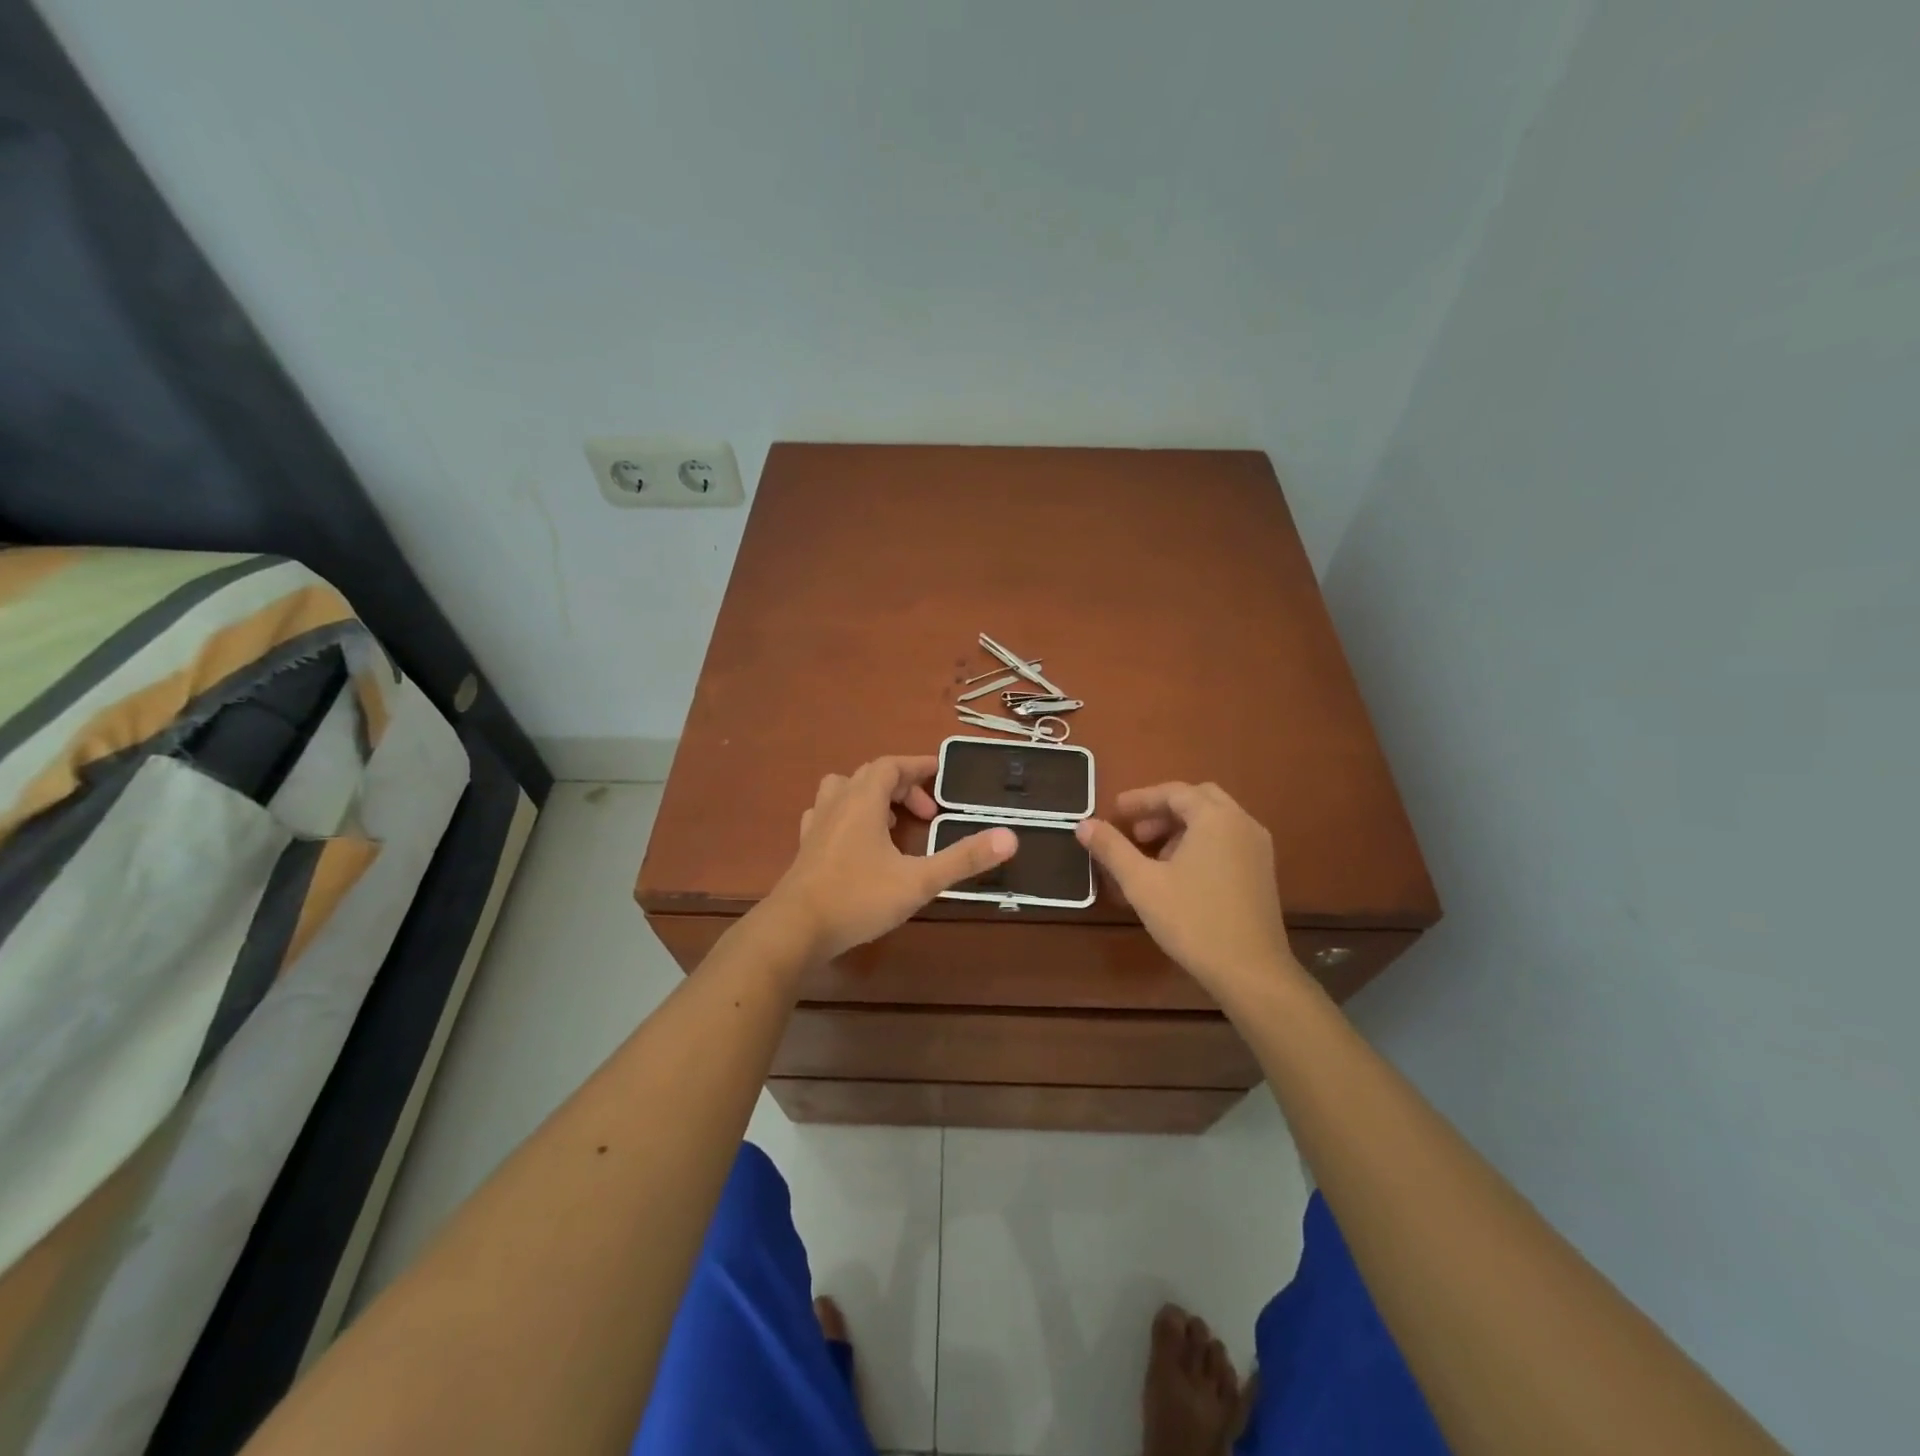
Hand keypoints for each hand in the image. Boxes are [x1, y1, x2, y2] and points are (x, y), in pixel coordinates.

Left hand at [766, 756, 1017, 961]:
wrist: (794, 930)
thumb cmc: (858, 897)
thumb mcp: (919, 880)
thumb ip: (963, 858)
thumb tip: (1010, 837)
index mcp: (863, 800)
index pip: (892, 765)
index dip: (919, 766)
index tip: (943, 776)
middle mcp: (837, 804)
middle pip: (870, 776)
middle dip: (903, 787)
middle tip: (928, 814)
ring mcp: (816, 826)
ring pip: (843, 791)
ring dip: (871, 798)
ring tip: (892, 823)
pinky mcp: (805, 849)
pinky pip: (828, 816)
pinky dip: (848, 818)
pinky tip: (859, 844)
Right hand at [1075, 782, 1300, 998]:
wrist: (1251, 971)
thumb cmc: (1193, 920)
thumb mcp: (1142, 883)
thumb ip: (1111, 848)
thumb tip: (1083, 824)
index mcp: (1216, 818)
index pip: (1174, 792)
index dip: (1141, 799)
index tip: (1115, 812)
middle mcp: (1242, 823)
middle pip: (1198, 800)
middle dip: (1163, 810)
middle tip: (1136, 831)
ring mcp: (1258, 848)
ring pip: (1214, 821)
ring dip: (1181, 828)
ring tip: (1152, 856)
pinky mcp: (1263, 872)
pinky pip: (1227, 840)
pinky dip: (1201, 843)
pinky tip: (1180, 874)